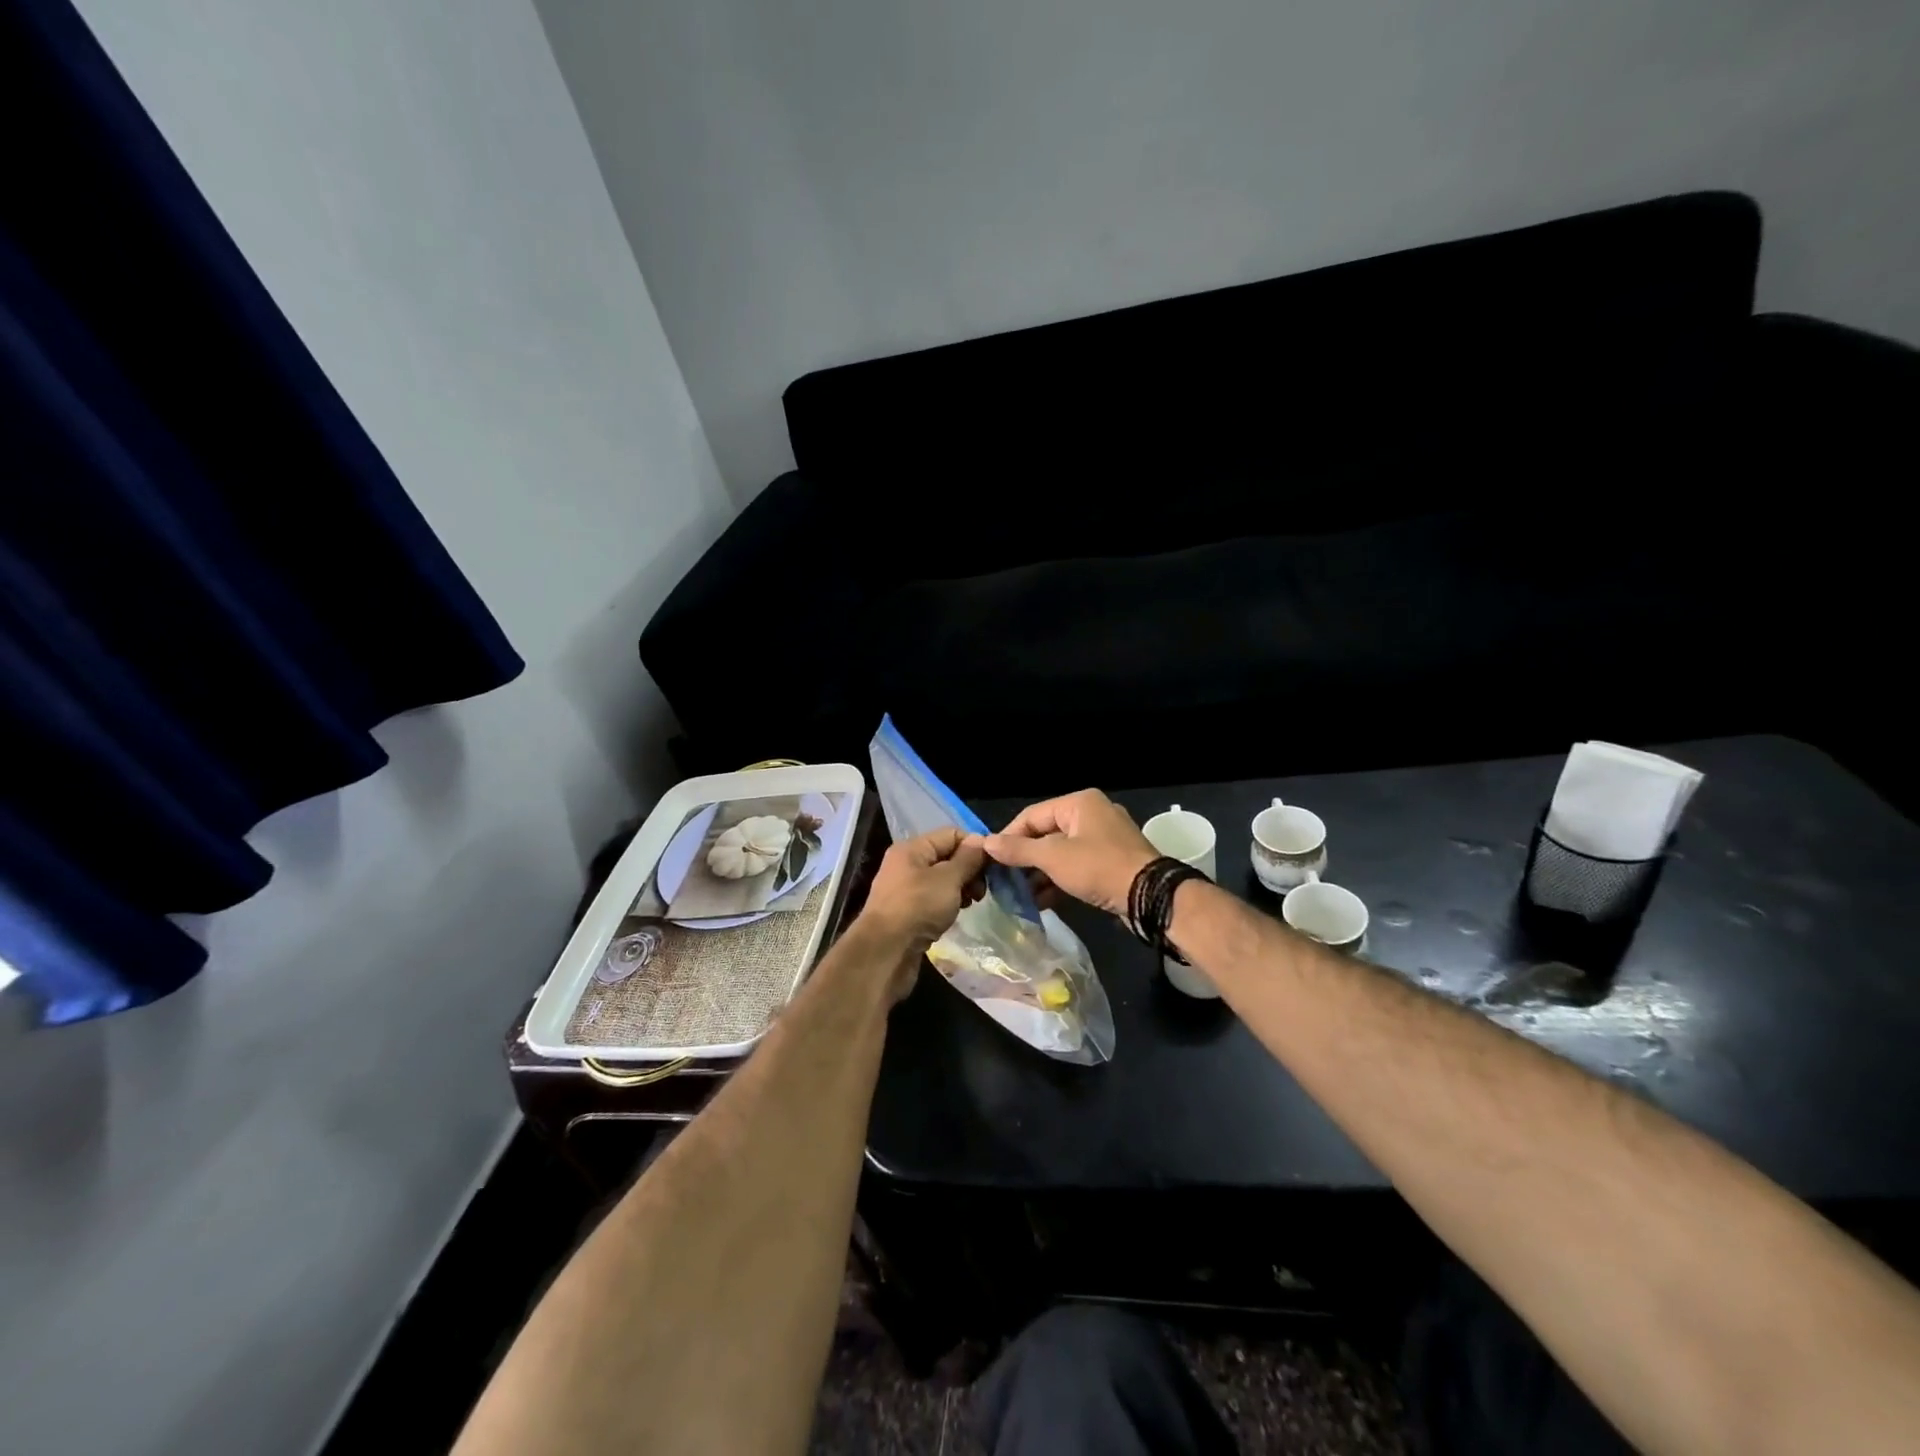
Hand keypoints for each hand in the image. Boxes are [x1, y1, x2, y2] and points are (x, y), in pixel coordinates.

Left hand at [859, 827, 985, 964]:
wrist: (885, 952)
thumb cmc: (917, 908)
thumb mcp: (948, 879)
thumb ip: (967, 859)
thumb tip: (980, 840)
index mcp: (912, 849)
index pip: (951, 834)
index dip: (974, 846)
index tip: (992, 867)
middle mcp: (906, 864)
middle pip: (947, 857)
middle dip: (969, 870)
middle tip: (982, 891)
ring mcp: (905, 890)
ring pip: (942, 881)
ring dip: (960, 889)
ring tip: (971, 904)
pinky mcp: (907, 913)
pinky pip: (934, 900)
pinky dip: (948, 905)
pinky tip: (956, 915)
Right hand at [976, 789, 1156, 917]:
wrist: (1150, 896)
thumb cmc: (1098, 867)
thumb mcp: (1053, 857)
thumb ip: (1018, 850)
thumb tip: (986, 843)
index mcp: (1079, 803)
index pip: (1032, 815)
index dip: (1008, 837)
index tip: (990, 860)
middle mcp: (1093, 814)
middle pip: (1046, 834)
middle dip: (1025, 859)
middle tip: (1003, 880)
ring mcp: (1105, 839)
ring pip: (1061, 853)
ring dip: (1040, 873)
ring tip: (1019, 895)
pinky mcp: (1111, 862)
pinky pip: (1077, 866)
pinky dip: (1059, 880)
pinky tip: (1041, 901)